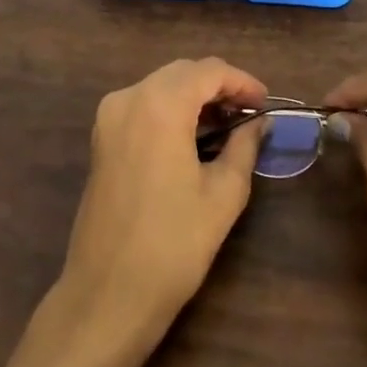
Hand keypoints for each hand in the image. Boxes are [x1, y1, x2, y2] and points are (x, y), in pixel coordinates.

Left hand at [57, 57, 268, 347]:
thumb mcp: (224, 194)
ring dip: (195, 97)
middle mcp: (129, 97)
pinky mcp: (101, 138)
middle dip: (219, 86)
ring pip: (162, 86)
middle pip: (183, 73)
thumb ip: (244, 146)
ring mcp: (109, 117)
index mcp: (160, 105)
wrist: (108, 295)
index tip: (265, 104)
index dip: (242, 82)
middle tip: (249, 114)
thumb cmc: (173, 245)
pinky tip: (193, 137)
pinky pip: (143, 105)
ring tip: (227, 126)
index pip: (209, 71)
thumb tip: (258, 122)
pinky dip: (171, 110)